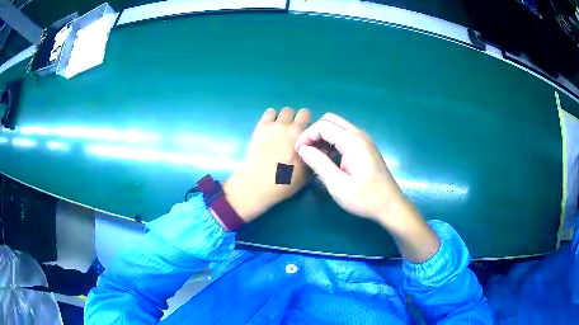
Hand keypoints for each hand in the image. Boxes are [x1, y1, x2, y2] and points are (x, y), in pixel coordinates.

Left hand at [223, 107, 310, 222]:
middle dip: (298, 119)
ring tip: (281, 129)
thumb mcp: (308, 172)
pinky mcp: (261, 127)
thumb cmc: (285, 181)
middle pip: (298, 112)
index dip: (310, 126)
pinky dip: (271, 117)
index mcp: (302, 136)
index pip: (312, 120)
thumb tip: (323, 146)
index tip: (307, 134)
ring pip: (283, 111)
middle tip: (294, 131)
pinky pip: (269, 113)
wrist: (258, 183)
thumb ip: (316, 156)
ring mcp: (274, 125)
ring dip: (284, 118)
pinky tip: (270, 127)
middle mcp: (289, 126)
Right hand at [294, 112, 405, 223]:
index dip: (306, 136)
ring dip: (323, 136)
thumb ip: (319, 164)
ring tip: (314, 156)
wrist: (390, 206)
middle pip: (330, 120)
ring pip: (338, 126)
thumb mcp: (338, 185)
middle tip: (306, 151)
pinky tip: (329, 158)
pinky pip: (345, 135)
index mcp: (352, 141)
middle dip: (314, 132)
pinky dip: (332, 141)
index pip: (323, 126)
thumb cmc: (365, 198)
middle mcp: (359, 135)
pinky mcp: (366, 147)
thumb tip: (302, 149)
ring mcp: (364, 140)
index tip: (298, 152)